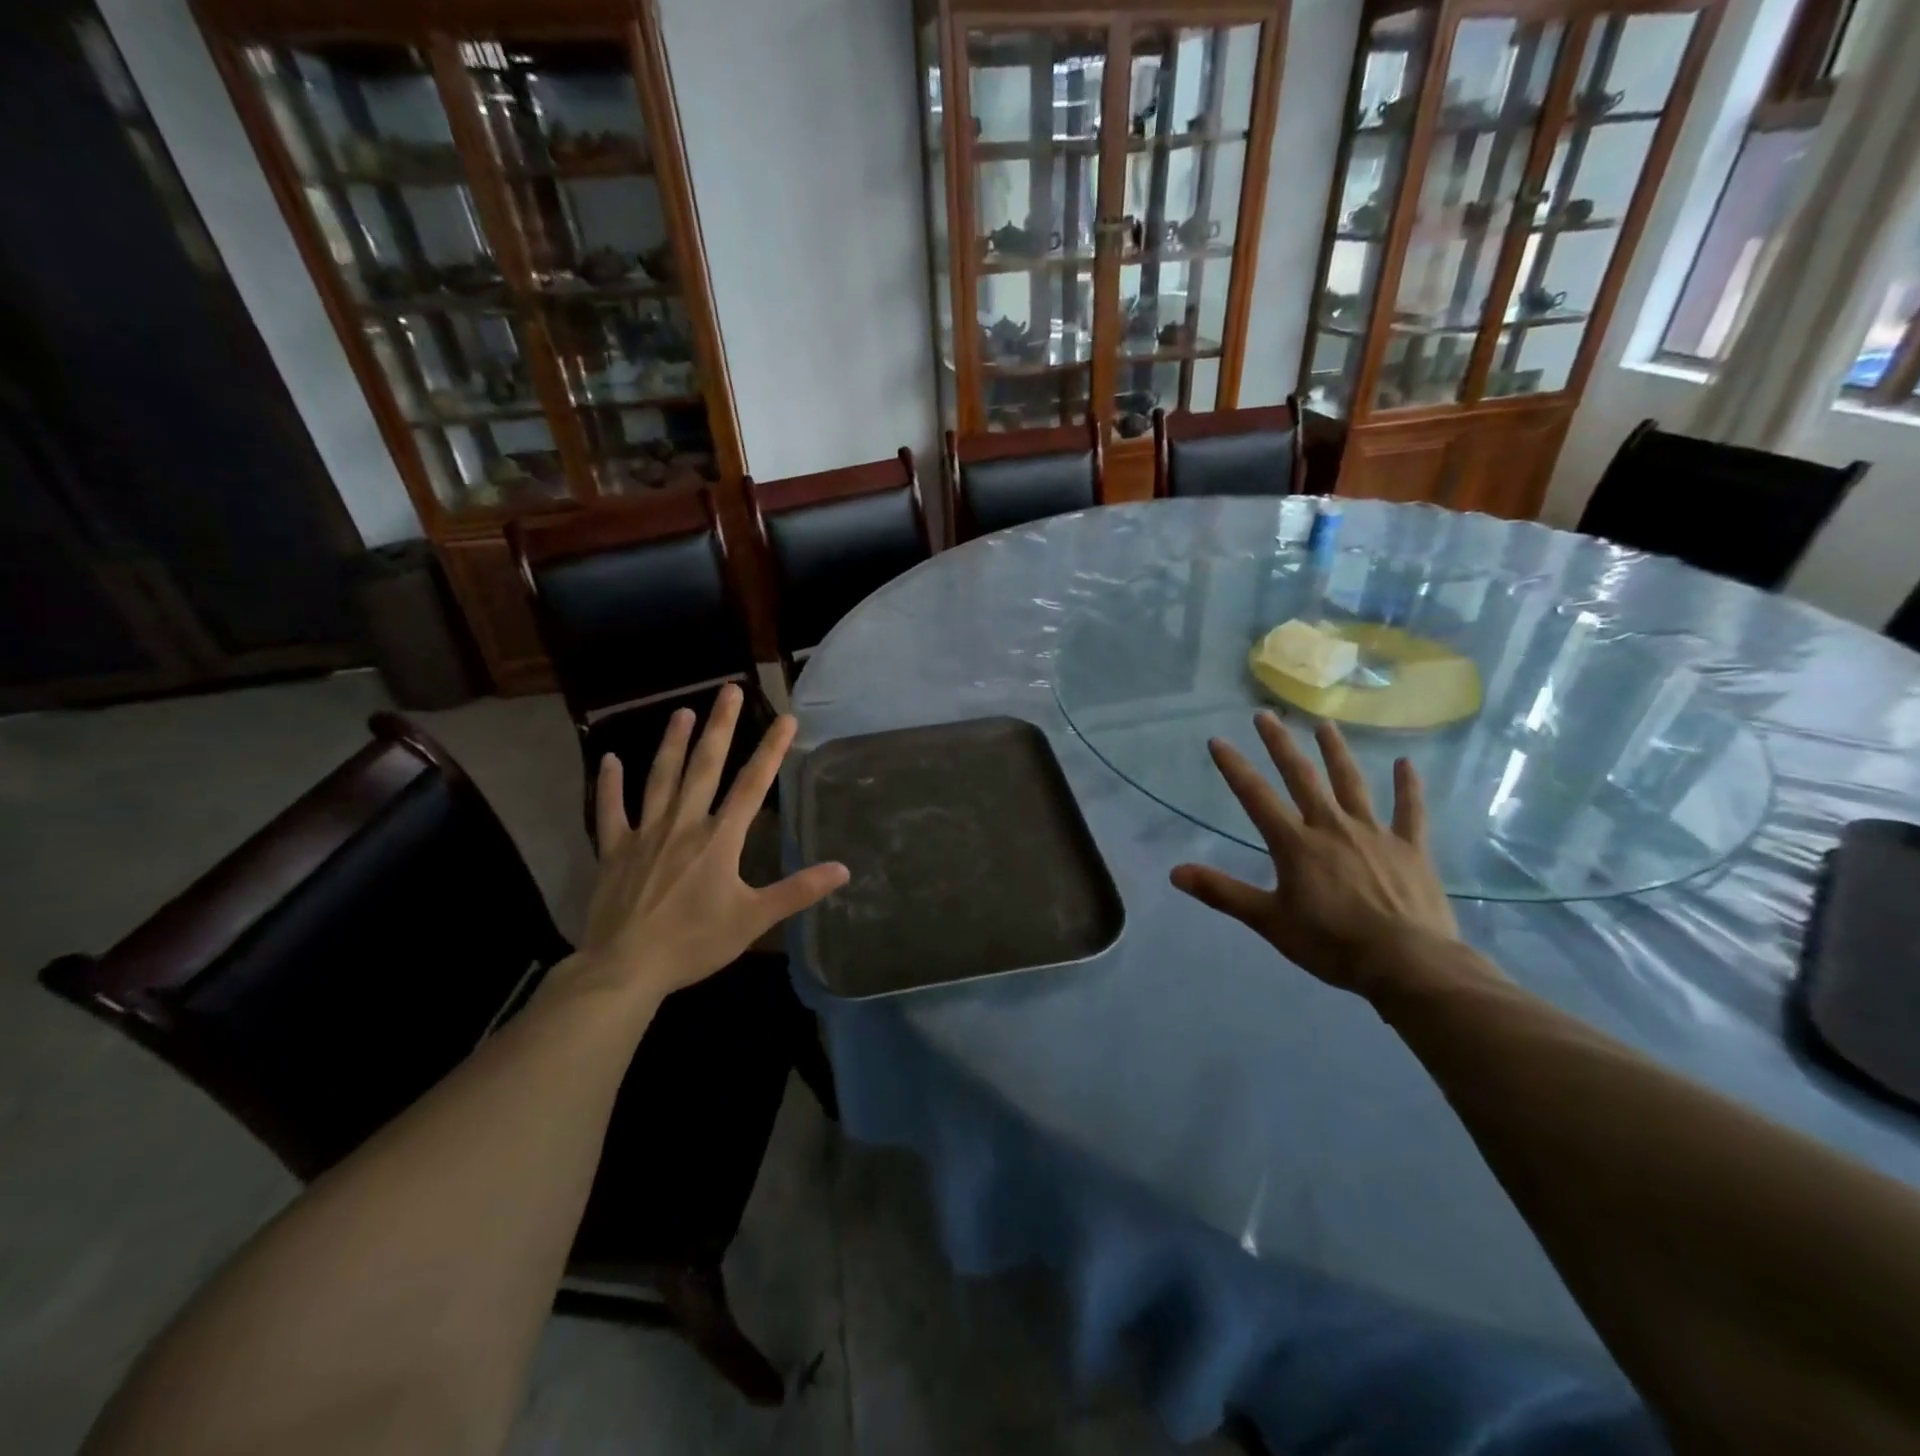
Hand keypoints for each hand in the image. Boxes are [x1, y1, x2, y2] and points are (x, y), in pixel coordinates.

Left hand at [567, 684, 847, 1006]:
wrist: (625, 967)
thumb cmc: (695, 943)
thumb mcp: (754, 920)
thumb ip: (798, 891)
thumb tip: (842, 869)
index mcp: (719, 840)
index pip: (751, 785)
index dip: (770, 750)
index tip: (785, 717)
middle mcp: (684, 825)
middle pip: (704, 767)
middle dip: (720, 727)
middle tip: (728, 690)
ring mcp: (645, 834)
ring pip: (660, 778)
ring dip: (672, 743)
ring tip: (682, 711)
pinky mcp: (614, 850)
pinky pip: (609, 811)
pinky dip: (609, 785)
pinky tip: (610, 759)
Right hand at [1171, 713, 1458, 996]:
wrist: (1407, 963)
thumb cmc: (1331, 943)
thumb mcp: (1268, 921)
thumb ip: (1222, 892)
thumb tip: (1175, 872)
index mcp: (1295, 844)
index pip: (1256, 797)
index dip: (1234, 767)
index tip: (1218, 740)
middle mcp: (1332, 827)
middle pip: (1302, 777)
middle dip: (1280, 745)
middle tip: (1266, 715)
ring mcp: (1374, 834)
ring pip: (1352, 784)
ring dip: (1336, 753)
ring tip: (1325, 726)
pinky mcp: (1411, 848)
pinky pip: (1410, 811)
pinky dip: (1408, 787)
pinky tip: (1406, 763)